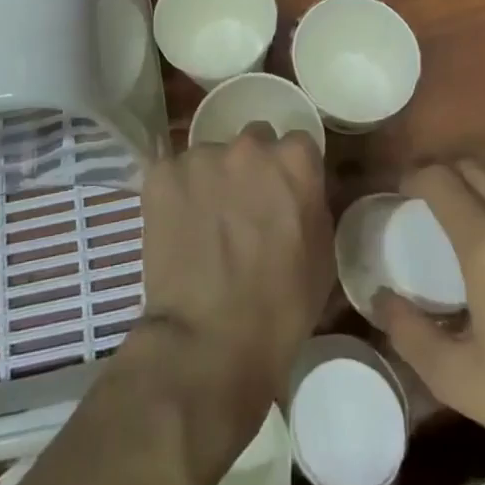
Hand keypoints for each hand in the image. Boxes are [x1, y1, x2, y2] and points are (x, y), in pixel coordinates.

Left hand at [134, 128, 333, 430]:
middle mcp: (248, 146)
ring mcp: (201, 156)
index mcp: (294, 162)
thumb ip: (312, 206)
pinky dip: (176, 193)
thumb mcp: (322, 257)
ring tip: (205, 223)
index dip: (290, 171)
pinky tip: (177, 227)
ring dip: (212, 179)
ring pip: (210, 156)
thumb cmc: (280, 310)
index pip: (298, 144)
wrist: (209, 343)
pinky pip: (174, 173)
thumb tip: (299, 192)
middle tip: (243, 208)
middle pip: (253, 142)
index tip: (284, 195)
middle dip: (251, 167)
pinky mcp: (162, 174)